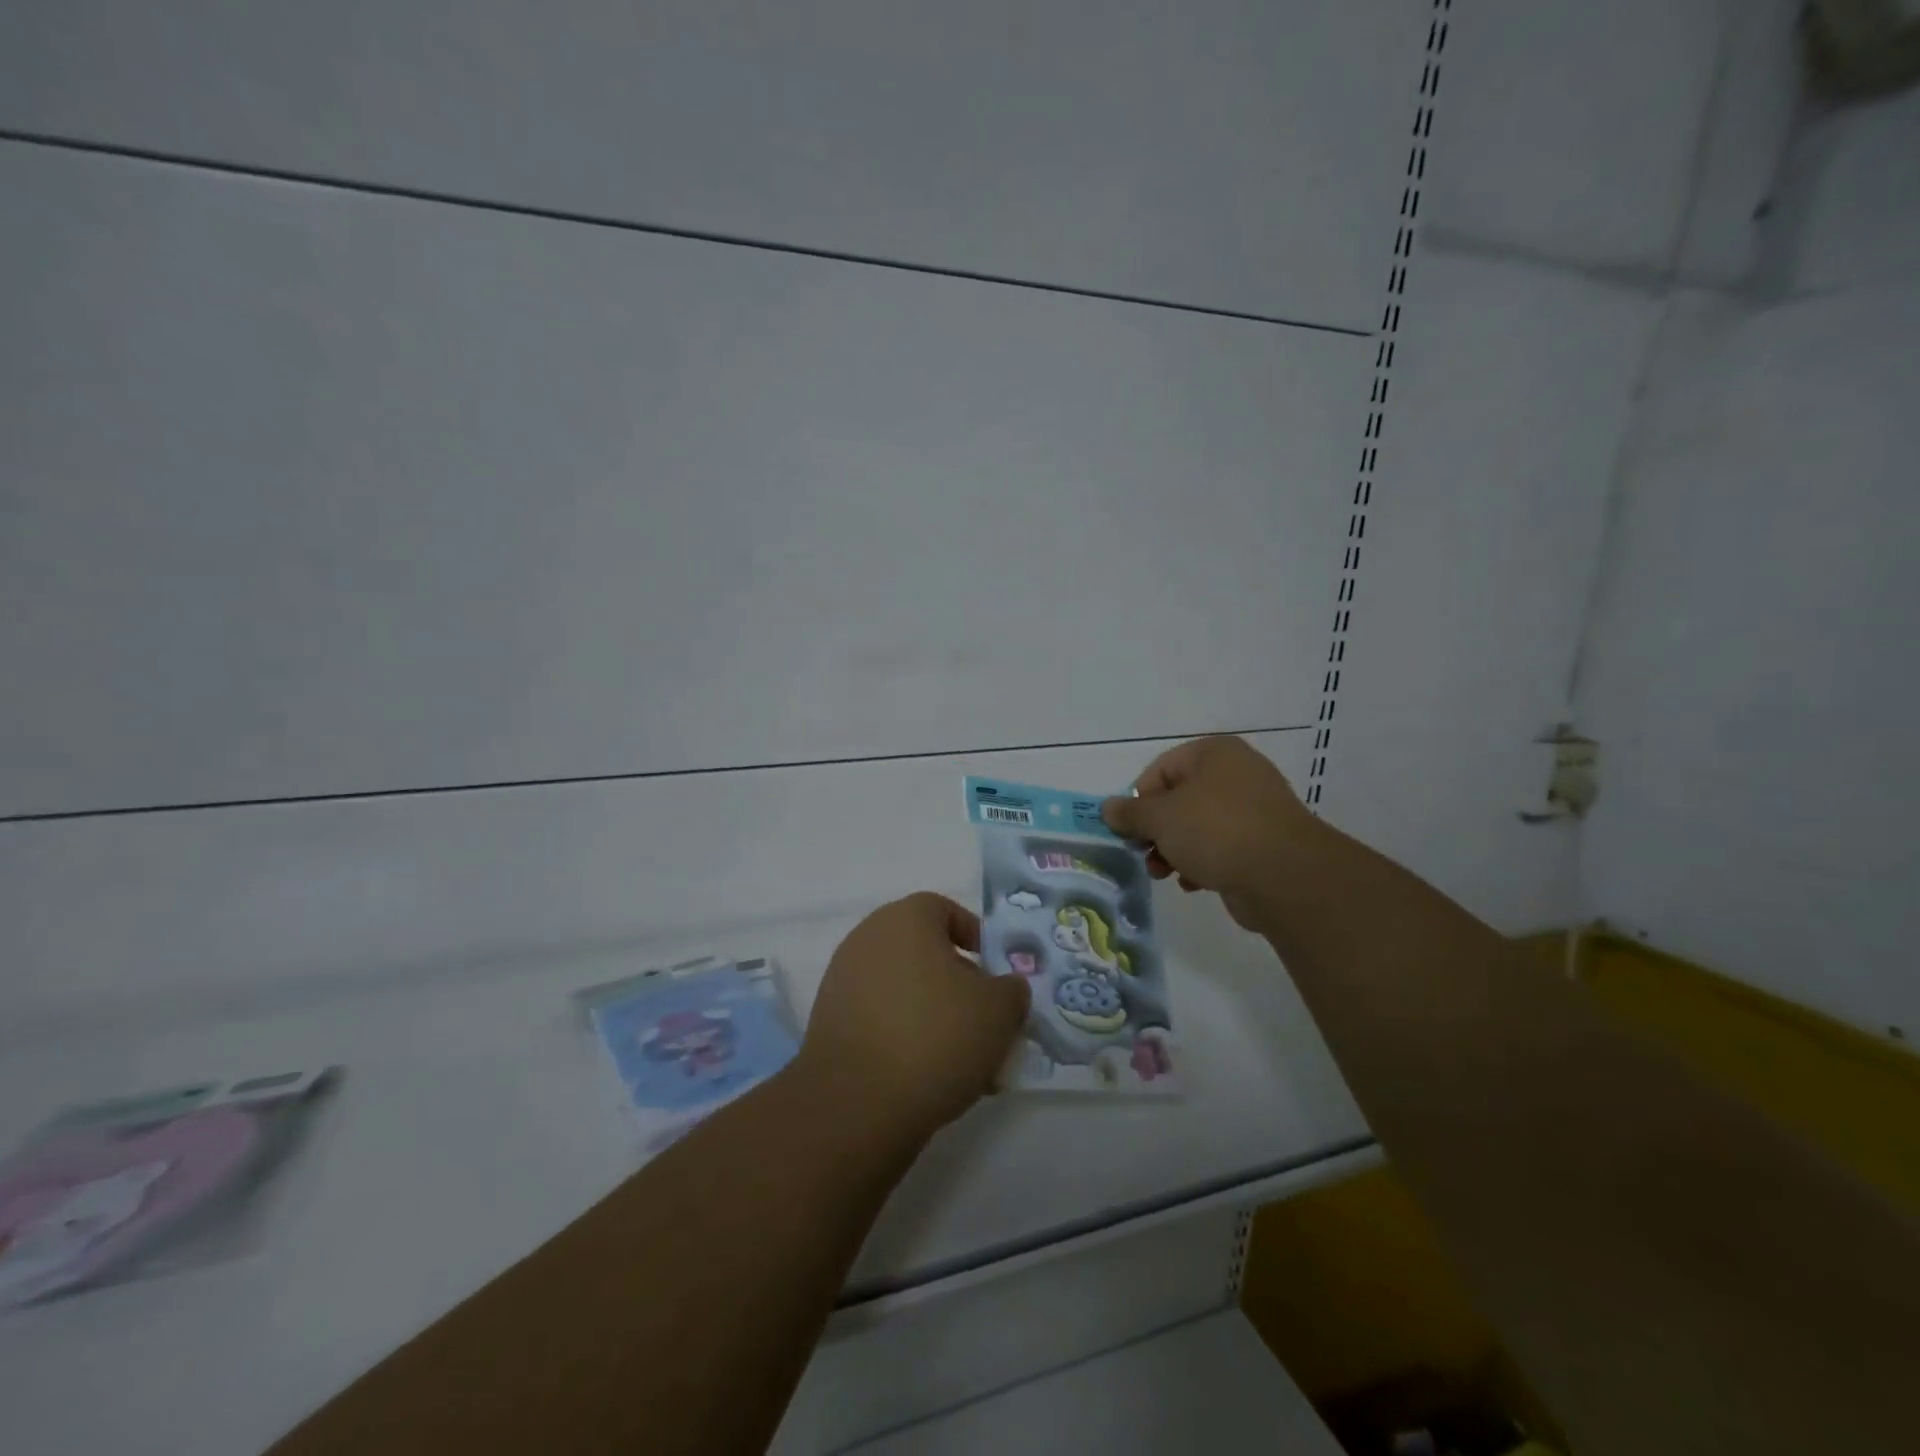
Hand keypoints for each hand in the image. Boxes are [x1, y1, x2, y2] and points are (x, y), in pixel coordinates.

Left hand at [799, 893, 1030, 1137]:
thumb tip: (1005, 989)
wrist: (855, 1104)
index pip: (944, 910)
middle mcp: (867, 939)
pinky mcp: (829, 1026)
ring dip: (936, 1017)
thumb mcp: (999, 1010)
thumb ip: (1012, 990)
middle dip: (960, 985)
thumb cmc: (935, 1036)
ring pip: (905, 992)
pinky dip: (906, 1040)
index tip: (996, 972)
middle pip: (925, 953)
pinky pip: (881, 1021)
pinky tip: (931, 1079)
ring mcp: (842, 983)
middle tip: (987, 1023)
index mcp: (904, 919)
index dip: (975, 937)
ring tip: (967, 1062)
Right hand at [1101, 736, 1321, 930]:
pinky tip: (1194, 883)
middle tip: (1143, 853)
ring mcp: (1255, 809)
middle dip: (1156, 830)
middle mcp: (1237, 774)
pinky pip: (1221, 847)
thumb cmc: (1215, 831)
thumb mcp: (1160, 818)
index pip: (1160, 770)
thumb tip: (1107, 809)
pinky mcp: (1265, 843)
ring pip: (1198, 826)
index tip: (1128, 829)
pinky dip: (1202, 862)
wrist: (1285, 876)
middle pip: (1179, 799)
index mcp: (1214, 754)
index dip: (1138, 800)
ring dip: (1174, 850)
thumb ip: (1129, 812)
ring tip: (1165, 873)